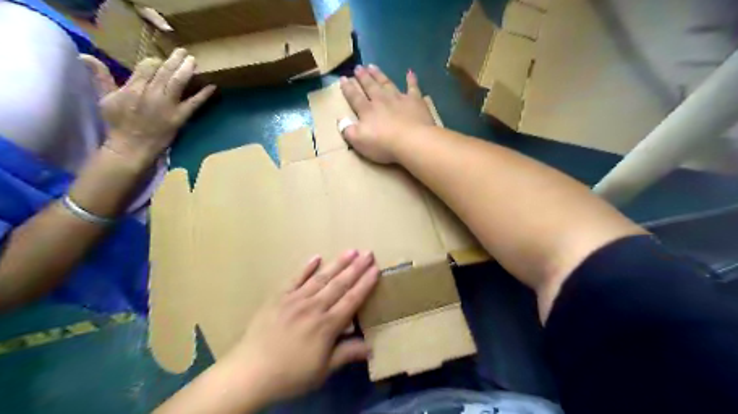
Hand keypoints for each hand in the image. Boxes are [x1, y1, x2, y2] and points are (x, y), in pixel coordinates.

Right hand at [80, 50, 214, 166]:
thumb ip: (101, 77)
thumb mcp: (105, 99)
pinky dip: (204, 94)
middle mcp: (151, 94)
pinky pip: (194, 103)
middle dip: (175, 59)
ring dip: (186, 69)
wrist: (132, 147)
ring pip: (178, 82)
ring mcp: (167, 106)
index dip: (155, 61)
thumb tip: (85, 56)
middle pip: (164, 71)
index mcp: (133, 88)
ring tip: (194, 60)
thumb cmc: (118, 124)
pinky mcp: (180, 117)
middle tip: (184, 51)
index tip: (161, 59)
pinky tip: (213, 86)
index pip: (146, 66)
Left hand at [230, 250, 380, 406]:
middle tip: (368, 253)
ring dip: (337, 263)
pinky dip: (306, 267)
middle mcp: (314, 307)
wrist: (250, 372)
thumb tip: (371, 348)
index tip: (376, 270)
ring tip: (351, 251)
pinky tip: (316, 257)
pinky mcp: (278, 297)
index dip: (365, 284)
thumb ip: (347, 354)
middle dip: (356, 268)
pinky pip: (294, 279)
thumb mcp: (322, 371)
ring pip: (321, 278)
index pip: (351, 300)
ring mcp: (295, 299)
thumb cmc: (290, 374)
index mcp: (327, 325)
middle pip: (339, 284)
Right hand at [342, 65, 436, 162]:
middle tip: (358, 67)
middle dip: (363, 77)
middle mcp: (382, 100)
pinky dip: (411, 80)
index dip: (348, 88)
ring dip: (379, 75)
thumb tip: (340, 120)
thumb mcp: (359, 141)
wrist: (412, 141)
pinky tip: (410, 72)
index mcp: (367, 111)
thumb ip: (347, 130)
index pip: (355, 97)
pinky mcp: (415, 101)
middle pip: (370, 86)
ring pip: (387, 83)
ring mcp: (399, 99)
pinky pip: (413, 87)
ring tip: (372, 66)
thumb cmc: (384, 144)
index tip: (343, 78)